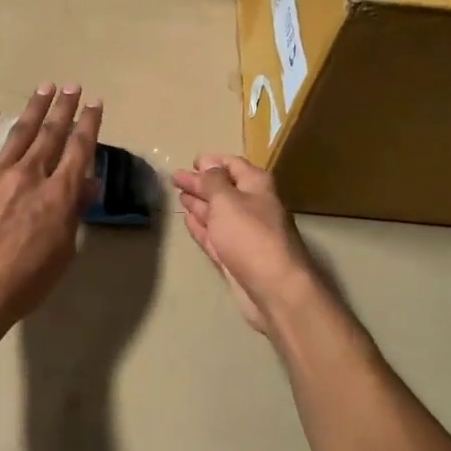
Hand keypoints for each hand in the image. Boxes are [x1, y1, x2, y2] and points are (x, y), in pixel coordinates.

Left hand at [0, 84, 101, 336]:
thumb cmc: (25, 281)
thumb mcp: (64, 251)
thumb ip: (74, 212)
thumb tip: (86, 183)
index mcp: (57, 194)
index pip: (79, 149)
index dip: (89, 124)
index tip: (95, 103)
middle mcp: (29, 175)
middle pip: (51, 133)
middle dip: (64, 108)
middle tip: (72, 86)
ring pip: (19, 133)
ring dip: (34, 108)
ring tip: (45, 87)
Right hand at [172, 155, 322, 335]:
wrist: (274, 289)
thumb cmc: (250, 235)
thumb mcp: (226, 200)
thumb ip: (212, 181)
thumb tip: (207, 166)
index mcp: (256, 185)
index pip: (232, 164)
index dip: (212, 161)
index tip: (192, 161)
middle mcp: (252, 205)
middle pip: (222, 188)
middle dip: (199, 182)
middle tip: (176, 177)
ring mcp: (243, 232)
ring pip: (217, 212)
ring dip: (199, 202)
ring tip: (179, 195)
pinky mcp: (234, 255)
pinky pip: (213, 234)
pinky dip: (200, 225)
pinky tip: (187, 218)